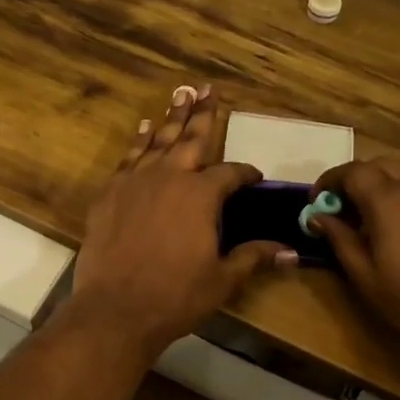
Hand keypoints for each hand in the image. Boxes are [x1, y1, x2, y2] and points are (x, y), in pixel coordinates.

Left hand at [66, 85, 295, 358]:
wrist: (115, 309)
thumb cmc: (176, 296)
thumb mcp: (222, 279)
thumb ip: (253, 257)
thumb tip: (290, 252)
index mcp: (201, 195)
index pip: (230, 173)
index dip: (245, 173)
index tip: (253, 176)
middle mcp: (169, 177)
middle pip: (190, 138)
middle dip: (203, 114)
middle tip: (207, 89)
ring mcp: (135, 182)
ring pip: (157, 141)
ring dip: (170, 118)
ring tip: (180, 94)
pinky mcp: (109, 193)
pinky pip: (128, 158)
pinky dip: (138, 142)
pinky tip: (144, 130)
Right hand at [310, 157, 399, 361]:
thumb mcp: (367, 278)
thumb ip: (340, 240)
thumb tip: (318, 216)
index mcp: (389, 200)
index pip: (352, 171)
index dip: (330, 181)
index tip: (317, 201)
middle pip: (380, 163)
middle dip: (356, 178)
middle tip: (343, 208)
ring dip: (384, 182)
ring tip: (374, 216)